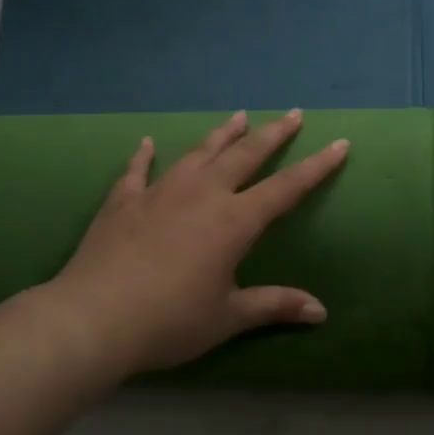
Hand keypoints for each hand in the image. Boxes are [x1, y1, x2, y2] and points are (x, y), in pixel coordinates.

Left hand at [37, 110, 348, 379]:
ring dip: (222, 134)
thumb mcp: (228, 317)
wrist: (93, 319)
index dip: (317, 166)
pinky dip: (145, 156)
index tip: (339, 144)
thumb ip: (274, 306)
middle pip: (245, 155)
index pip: (286, 188)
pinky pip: (138, 171)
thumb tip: (320, 312)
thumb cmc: (170, 321)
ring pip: (198, 153)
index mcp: (234, 221)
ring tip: (239, 116)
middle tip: (293, 114)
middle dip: (273, 134)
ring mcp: (160, 192)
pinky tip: (148, 142)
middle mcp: (202, 194)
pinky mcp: (123, 202)